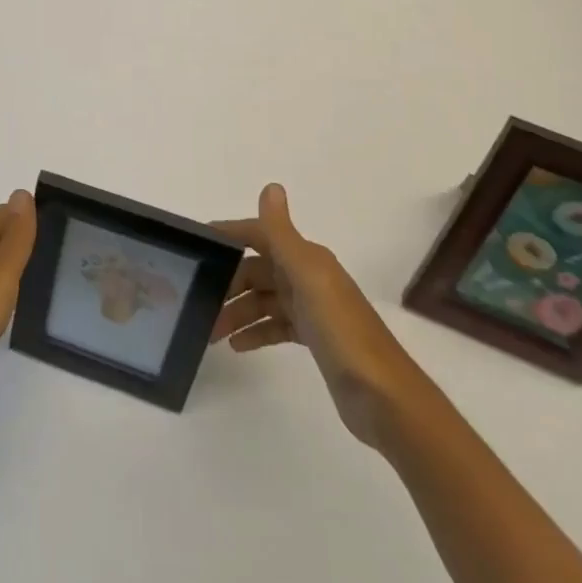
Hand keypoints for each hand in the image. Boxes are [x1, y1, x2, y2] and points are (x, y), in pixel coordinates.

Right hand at [211, 182, 414, 452]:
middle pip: (257, 271)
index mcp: (307, 258)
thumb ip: (283, 234)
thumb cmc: (342, 331)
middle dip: (229, 283)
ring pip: (263, 300)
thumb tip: (271, 186)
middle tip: (199, 302)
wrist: (384, 397)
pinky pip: (275, 326)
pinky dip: (256, 332)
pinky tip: (237, 347)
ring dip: (237, 312)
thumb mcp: (309, 277)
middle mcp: (308, 276)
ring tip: (211, 333)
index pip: (260, 235)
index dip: (231, 235)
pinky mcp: (313, 338)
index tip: (197, 244)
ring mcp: (311, 308)